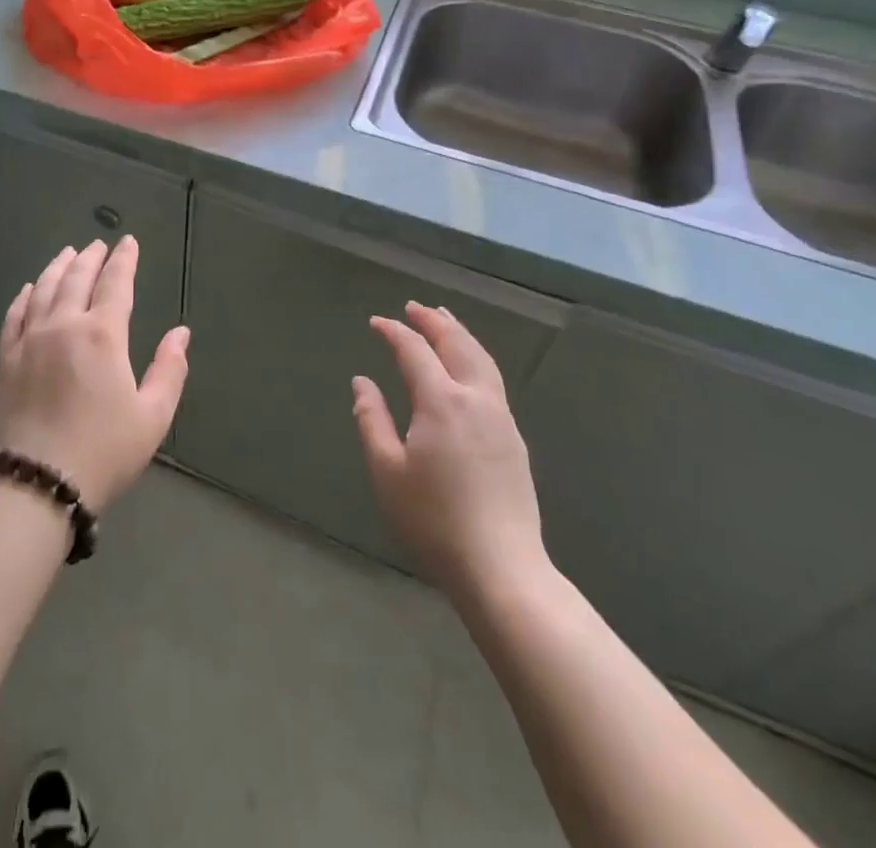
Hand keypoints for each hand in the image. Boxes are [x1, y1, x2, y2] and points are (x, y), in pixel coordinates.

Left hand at [0, 237, 190, 511]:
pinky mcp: (7, 359)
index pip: (116, 284)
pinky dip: (25, 296)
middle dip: (91, 258)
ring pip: (44, 289)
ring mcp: (30, 340)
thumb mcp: (152, 417)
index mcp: (102, 335)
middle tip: (99, 244)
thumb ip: (169, 370)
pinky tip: (29, 288)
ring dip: (58, 267)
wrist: (36, 484)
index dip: (124, 260)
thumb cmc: (103, 452)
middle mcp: (64, 325)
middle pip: (77, 278)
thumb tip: (181, 332)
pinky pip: (15, 315)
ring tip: (68, 254)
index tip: (128, 242)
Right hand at [353, 302, 547, 595]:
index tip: (376, 322)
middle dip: (434, 321)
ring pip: (481, 359)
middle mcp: (475, 399)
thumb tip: (362, 382)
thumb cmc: (433, 520)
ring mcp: (501, 418)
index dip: (394, 332)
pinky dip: (475, 357)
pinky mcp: (514, 438)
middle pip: (456, 344)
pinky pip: (492, 379)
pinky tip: (468, 366)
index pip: (415, 351)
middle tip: (414, 307)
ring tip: (444, 320)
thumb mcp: (387, 471)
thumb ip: (372, 420)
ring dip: (459, 334)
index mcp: (441, 402)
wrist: (501, 568)